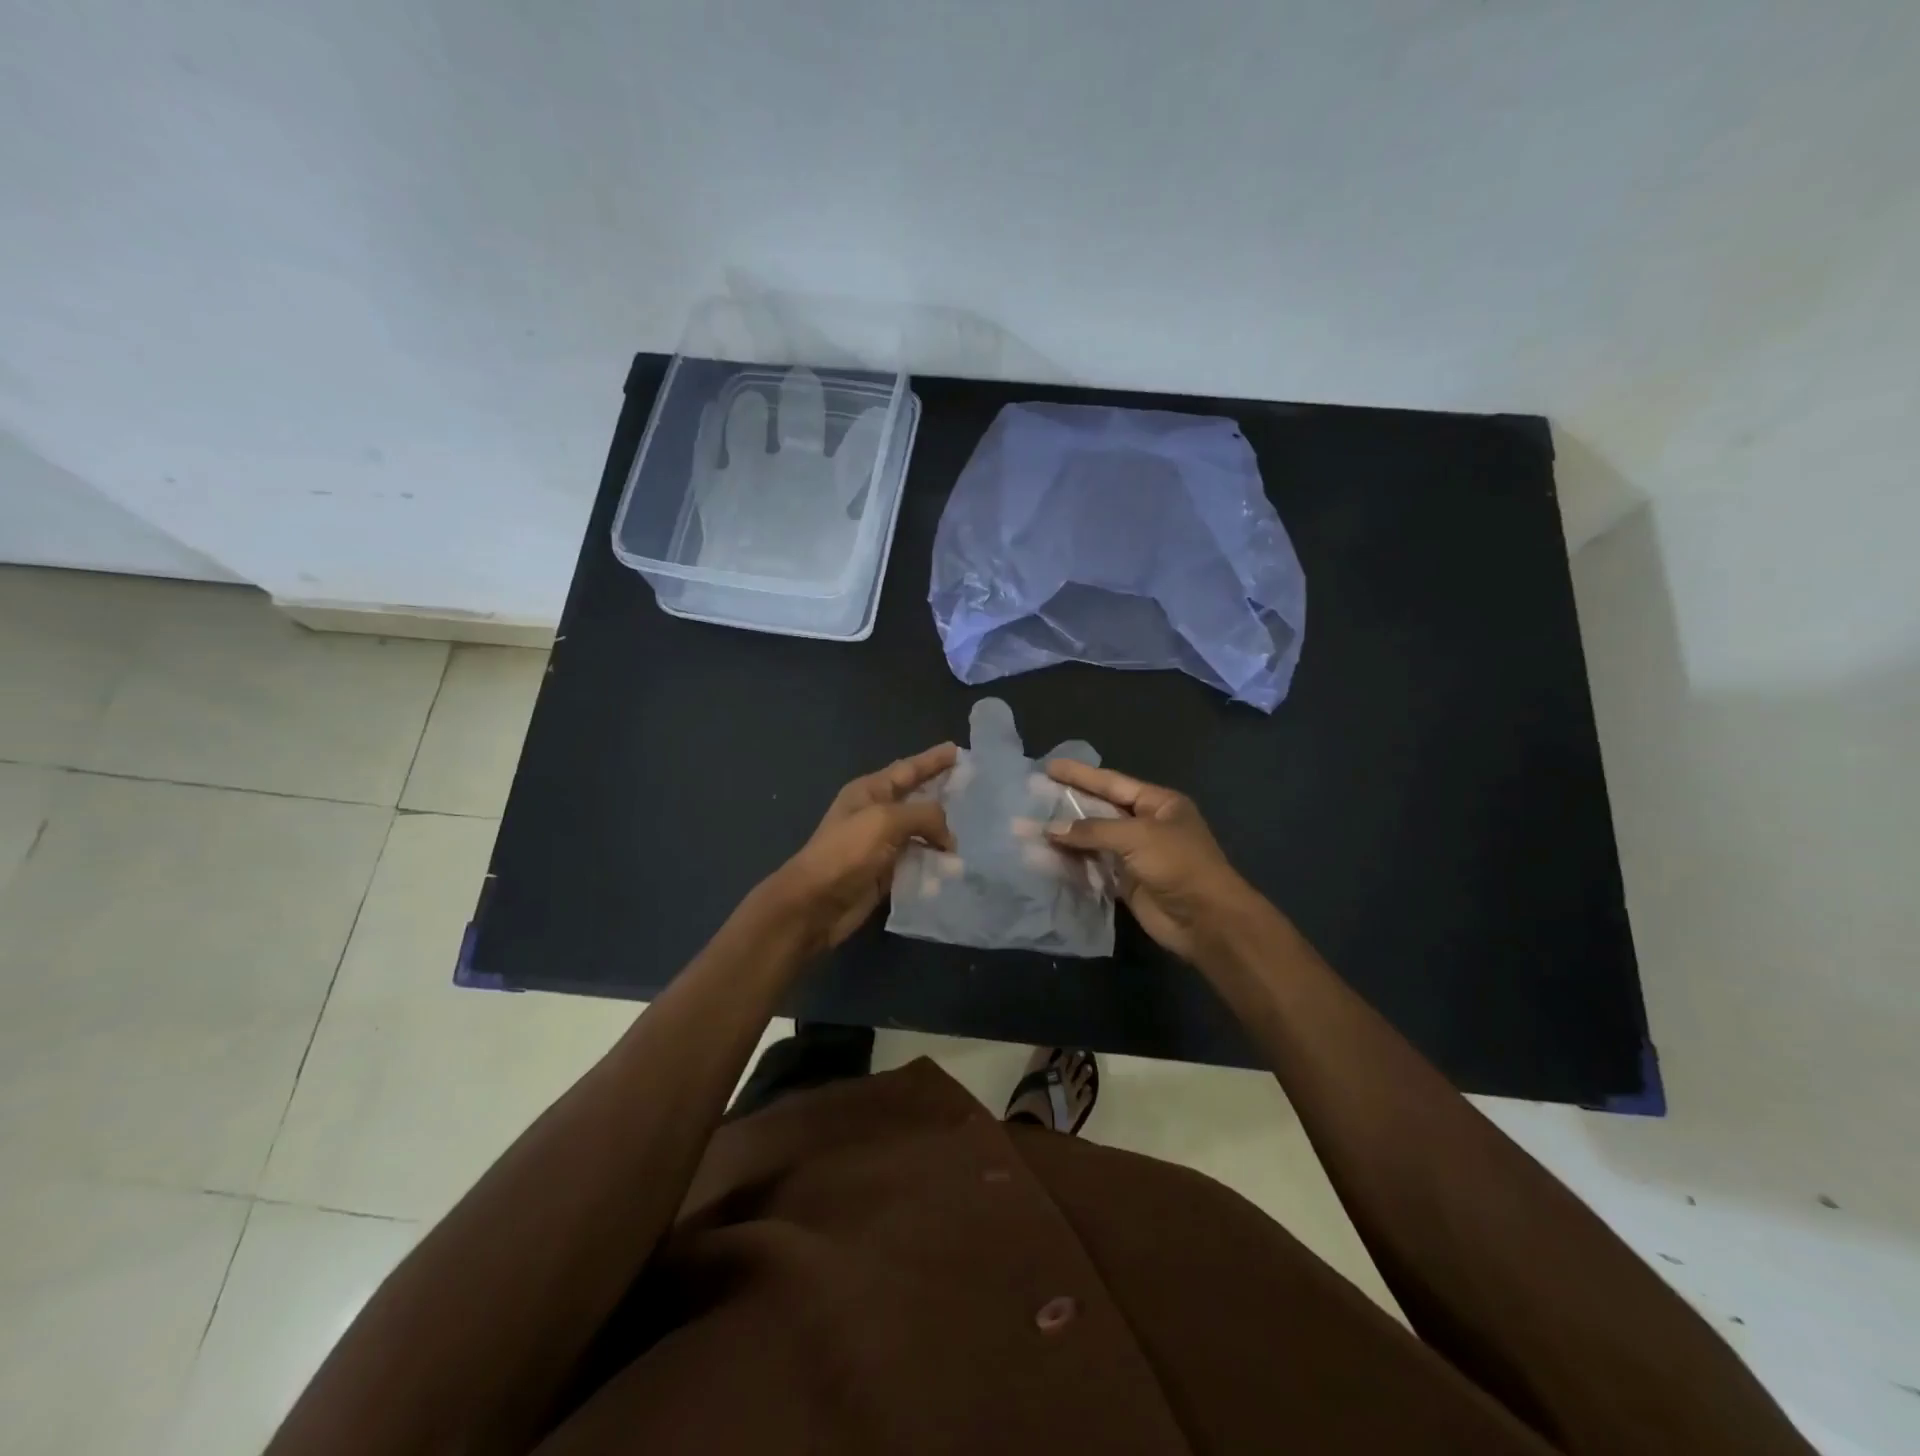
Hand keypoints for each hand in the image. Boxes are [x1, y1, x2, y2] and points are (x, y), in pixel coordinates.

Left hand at [768, 743, 957, 951]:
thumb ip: (924, 816)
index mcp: (870, 791)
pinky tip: (959, 864)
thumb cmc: (846, 852)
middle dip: (943, 793)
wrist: (815, 904)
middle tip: (975, 789)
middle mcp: (877, 813)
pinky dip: (937, 862)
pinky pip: (919, 861)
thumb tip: (949, 838)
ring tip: (977, 829)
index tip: (957, 750)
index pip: (908, 769)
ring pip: (921, 832)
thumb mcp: (885, 821)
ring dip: (945, 832)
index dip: (933, 760)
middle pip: (917, 798)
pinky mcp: (887, 873)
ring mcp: (882, 844)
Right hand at [1044, 760, 1266, 966]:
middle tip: (1032, 795)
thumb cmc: (1178, 865)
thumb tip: (1050, 829)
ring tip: (1030, 829)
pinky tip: (1045, 858)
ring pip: (1093, 840)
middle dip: (1067, 805)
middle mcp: (1146, 825)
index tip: (1049, 767)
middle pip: (1100, 810)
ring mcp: (1136, 855)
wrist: (1206, 921)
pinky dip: (1072, 863)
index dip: (1080, 775)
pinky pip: (1093, 867)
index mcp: (1158, 803)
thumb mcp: (1137, 836)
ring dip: (1065, 837)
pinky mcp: (1126, 883)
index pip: (1112, 782)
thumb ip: (1092, 830)